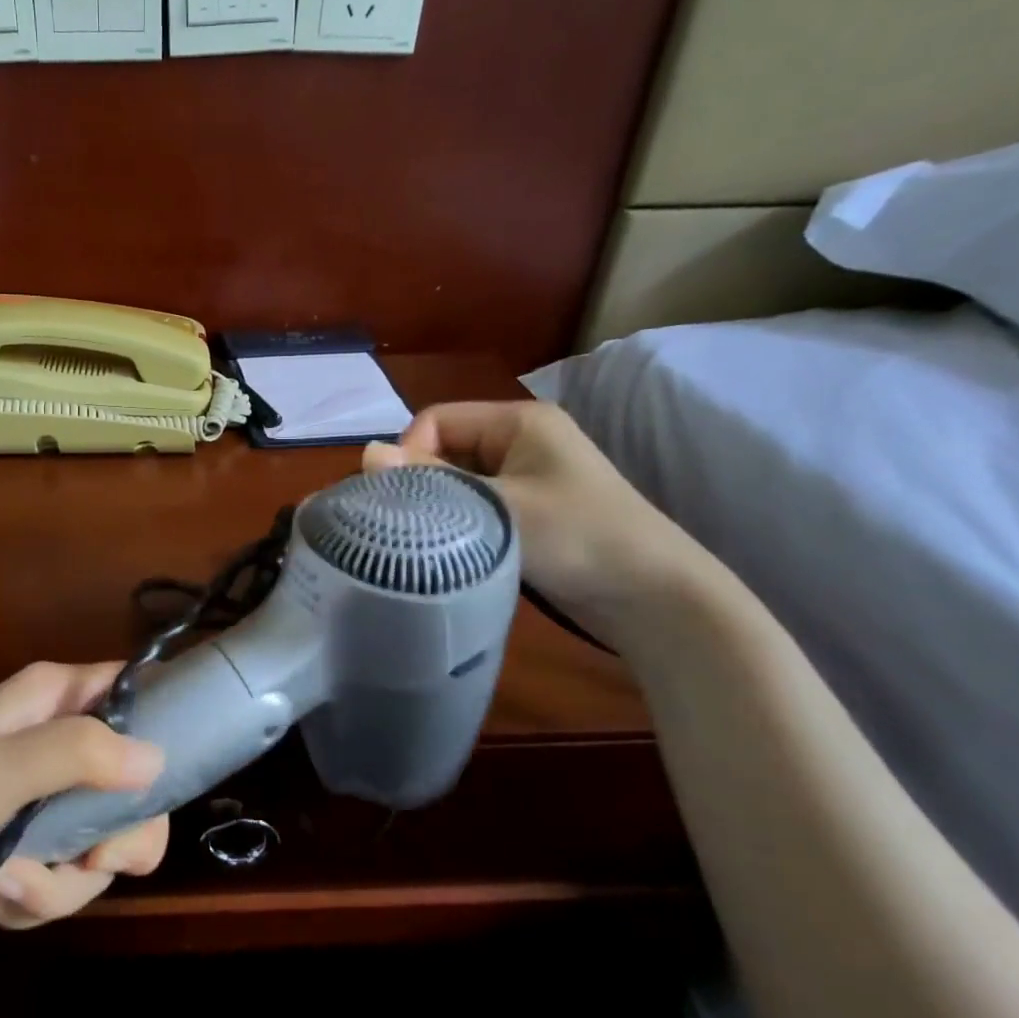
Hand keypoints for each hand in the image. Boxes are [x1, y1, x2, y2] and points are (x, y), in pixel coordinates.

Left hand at [0, 662, 169, 932]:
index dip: (161, 735)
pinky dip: (28, 896)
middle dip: (111, 844)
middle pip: (133, 791)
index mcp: (56, 699)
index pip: (139, 694)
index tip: (151, 794)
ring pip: (97, 849)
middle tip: (88, 864)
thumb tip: (157, 759)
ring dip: (54, 882)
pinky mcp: (26, 842)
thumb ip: (78, 754)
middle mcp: (58, 741)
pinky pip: (61, 879)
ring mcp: (43, 796)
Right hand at [364, 401, 706, 641]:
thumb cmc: (579, 537)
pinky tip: (451, 550)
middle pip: (443, 450)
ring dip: (439, 507)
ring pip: (456, 482)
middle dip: (421, 483)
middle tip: (406, 524)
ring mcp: (525, 479)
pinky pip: (474, 507)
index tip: (403, 498)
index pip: (435, 420)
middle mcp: (520, 442)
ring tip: (427, 540)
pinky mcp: (527, 513)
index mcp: (518, 422)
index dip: (410, 453)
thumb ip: (431, 480)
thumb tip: (364, 453)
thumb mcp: (500, 506)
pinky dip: (458, 524)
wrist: (654, 597)